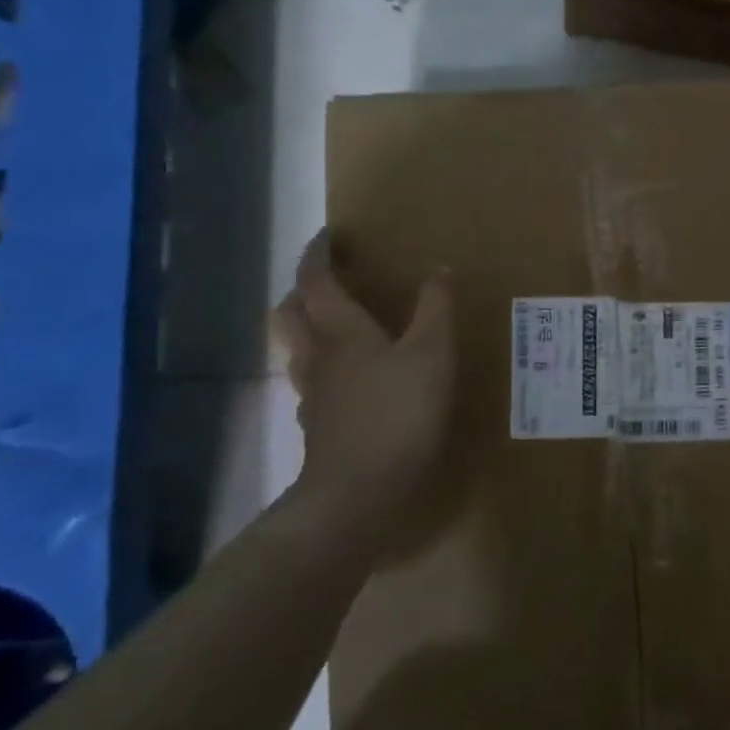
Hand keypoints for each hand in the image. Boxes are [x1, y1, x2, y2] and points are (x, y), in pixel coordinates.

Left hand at [271, 233, 455, 541]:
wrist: (359, 493)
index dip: (318, 255)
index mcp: (341, 331)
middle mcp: (318, 357)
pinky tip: (350, 382)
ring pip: (297, 351)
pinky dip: (325, 371)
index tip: (328, 236)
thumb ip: (436, 309)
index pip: (316, 281)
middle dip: (302, 291)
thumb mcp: (432, 354)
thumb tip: (439, 268)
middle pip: (290, 314)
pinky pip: (313, 385)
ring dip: (308, 330)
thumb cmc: (398, 413)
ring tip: (337, 327)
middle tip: (327, 281)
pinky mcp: (320, 428)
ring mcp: (314, 395)